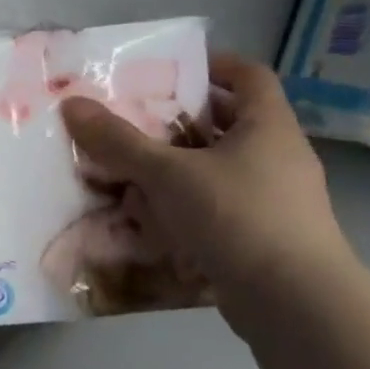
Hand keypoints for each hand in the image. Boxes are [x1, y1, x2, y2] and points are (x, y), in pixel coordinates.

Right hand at [60, 53, 352, 297]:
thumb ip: (118, 141)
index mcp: (269, 127)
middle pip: (229, 122)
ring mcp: (277, 199)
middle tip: (134, 119)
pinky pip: (221, 205)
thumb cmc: (238, 217)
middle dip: (180, 119)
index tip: (170, 69)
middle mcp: (279, 156)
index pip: (249, 75)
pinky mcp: (266, 235)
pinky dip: (188, 204)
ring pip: (221, 167)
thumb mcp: (168, 173)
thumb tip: (72, 104)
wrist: (297, 304)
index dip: (213, 64)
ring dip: (179, 165)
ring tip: (131, 168)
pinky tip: (151, 216)